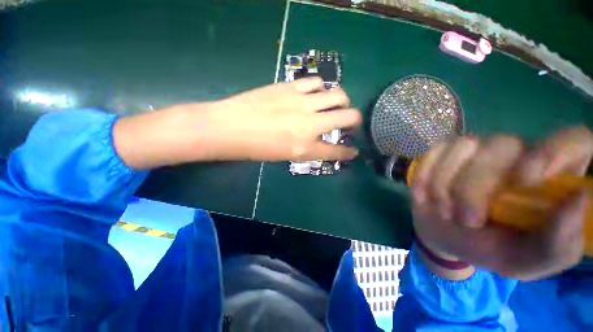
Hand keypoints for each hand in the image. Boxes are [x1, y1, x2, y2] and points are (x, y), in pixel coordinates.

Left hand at [113, 77, 361, 168]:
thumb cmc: (255, 148)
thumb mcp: (285, 155)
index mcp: (305, 148)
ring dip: (341, 100)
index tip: (354, 151)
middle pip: (348, 116)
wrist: (230, 127)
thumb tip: (320, 141)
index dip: (349, 152)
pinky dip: (321, 88)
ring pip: (337, 94)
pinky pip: (316, 82)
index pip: (337, 151)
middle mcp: (309, 125)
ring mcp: (301, 103)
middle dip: (355, 120)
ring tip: (335, 103)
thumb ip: (307, 148)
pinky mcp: (290, 86)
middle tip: (349, 121)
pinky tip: (315, 93)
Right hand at [412, 126, 592, 280]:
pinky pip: (433, 153)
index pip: (574, 140)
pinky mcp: (443, 152)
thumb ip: (559, 244)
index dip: (555, 151)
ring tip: (443, 211)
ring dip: (445, 185)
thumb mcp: (528, 261)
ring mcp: (476, 149)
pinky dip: (424, 177)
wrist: (445, 236)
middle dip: (476, 187)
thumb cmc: (491, 249)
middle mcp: (517, 154)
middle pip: (504, 145)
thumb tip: (578, 200)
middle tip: (466, 220)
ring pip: (463, 146)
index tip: (525, 182)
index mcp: (551, 178)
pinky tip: (423, 197)